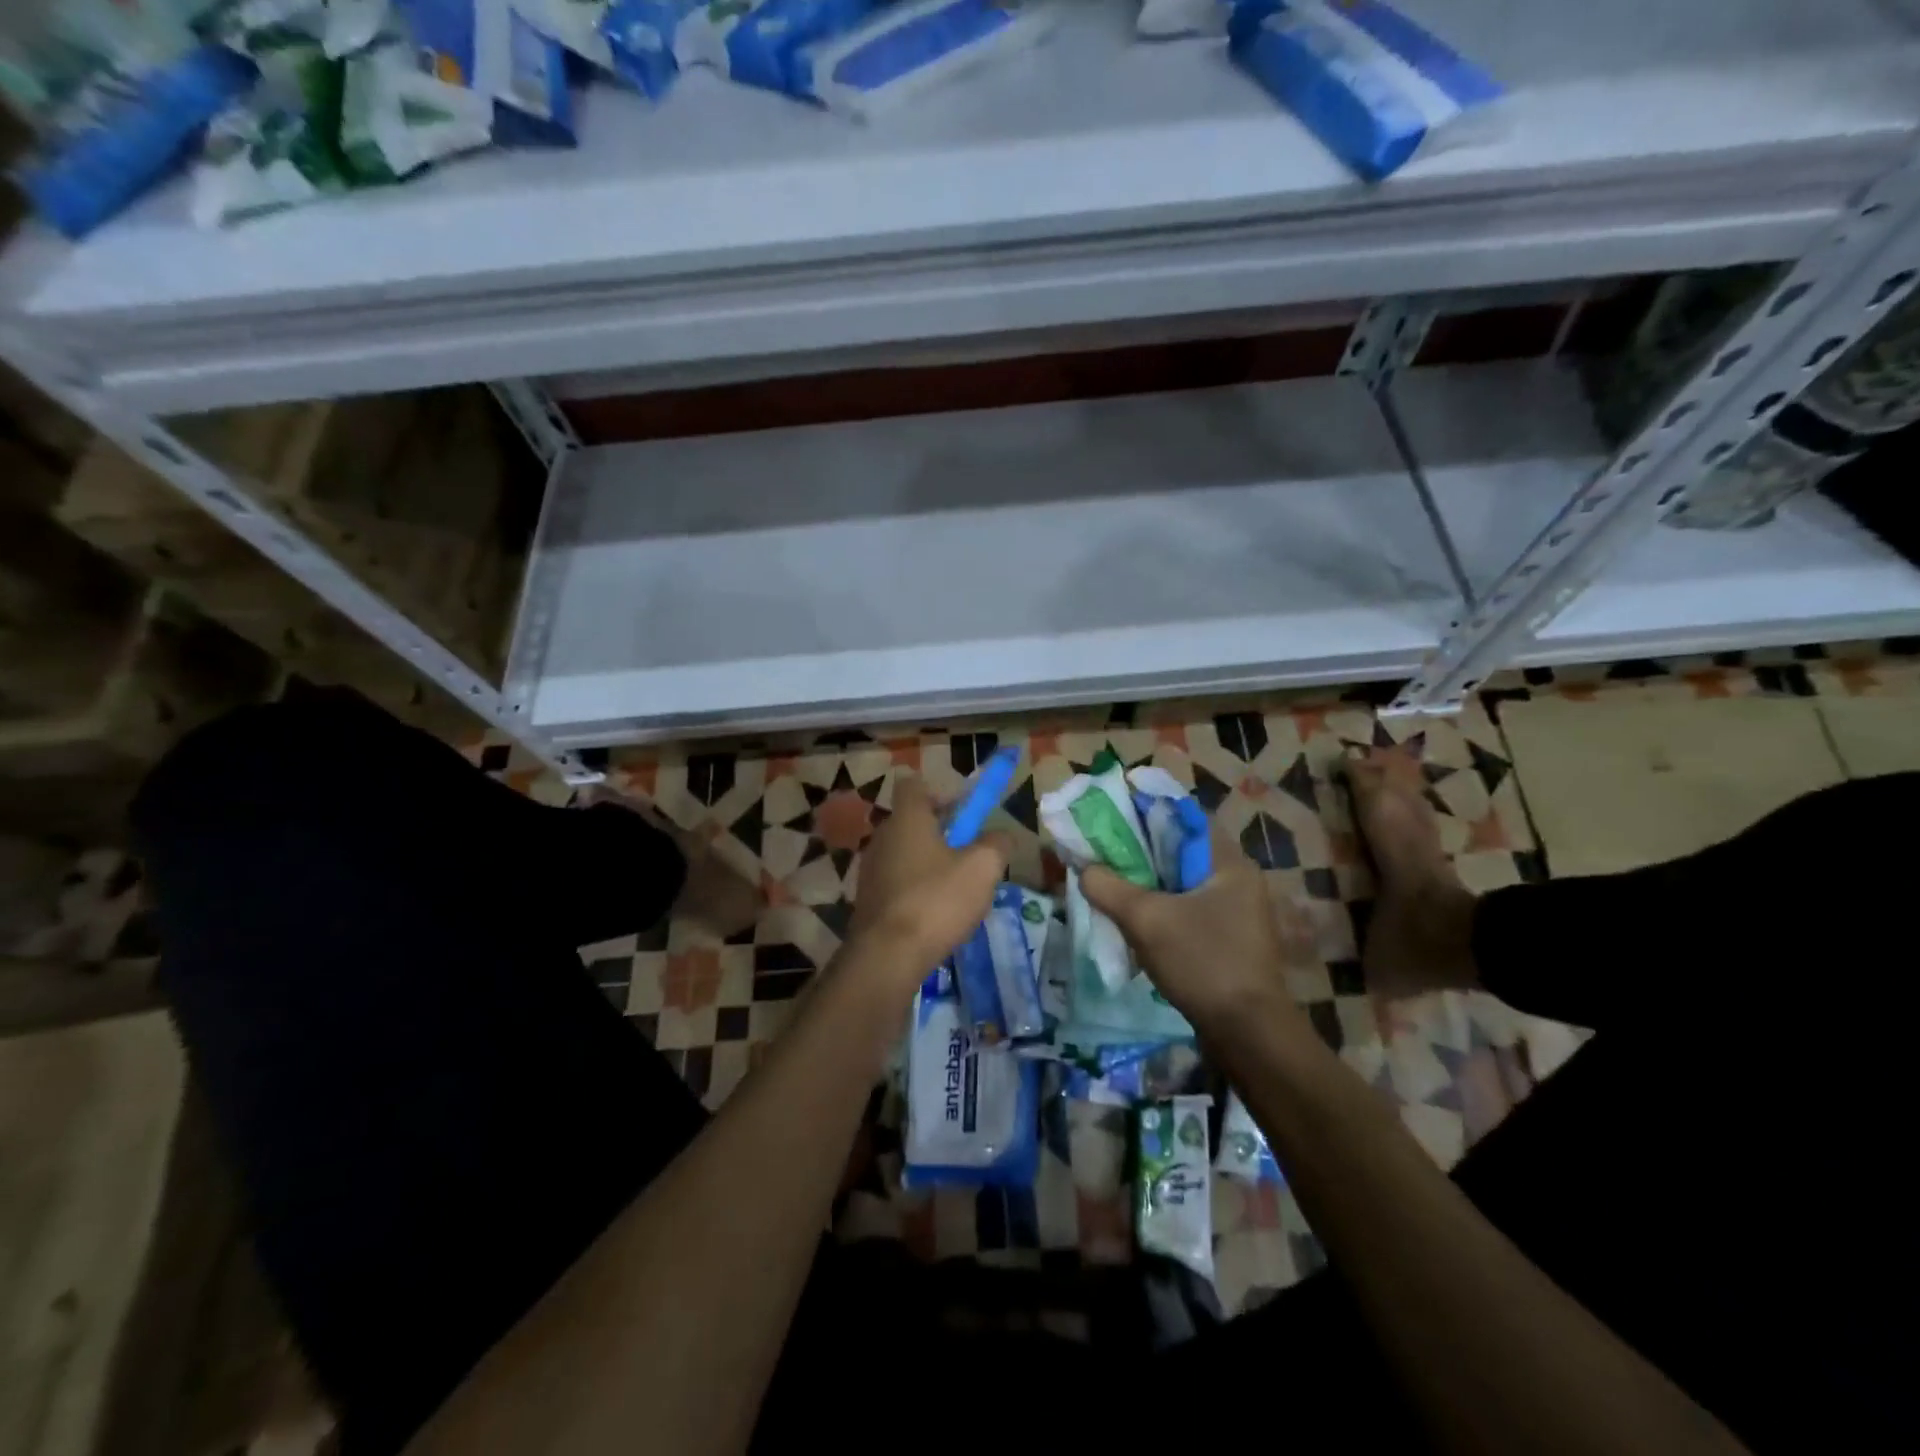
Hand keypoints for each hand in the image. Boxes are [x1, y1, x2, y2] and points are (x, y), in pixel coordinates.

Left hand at [844, 776, 1008, 997]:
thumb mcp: (983, 869)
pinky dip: (916, 890)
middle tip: (969, 855)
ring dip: (930, 865)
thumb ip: (997, 845)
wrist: (887, 956)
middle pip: (913, 822)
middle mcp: (882, 837)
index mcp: (907, 819)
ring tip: (957, 892)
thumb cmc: (936, 901)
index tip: (964, 814)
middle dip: (942, 833)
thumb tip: (1002, 836)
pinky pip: (897, 883)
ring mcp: (870, 870)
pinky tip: (935, 916)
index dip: (941, 793)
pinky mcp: (867, 900)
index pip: (914, 785)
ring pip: (906, 854)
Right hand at [1081, 820, 1311, 1037]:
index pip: (1182, 820)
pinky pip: (1188, 913)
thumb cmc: (1203, 962)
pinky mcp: (1231, 942)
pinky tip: (1136, 927)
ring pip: (1181, 886)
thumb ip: (1109, 887)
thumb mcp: (1146, 920)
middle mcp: (1238, 881)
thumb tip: (1085, 870)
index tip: (1110, 825)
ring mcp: (1238, 914)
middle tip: (1103, 860)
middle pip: (1178, 854)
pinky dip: (1162, 914)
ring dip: (1148, 889)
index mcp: (1229, 862)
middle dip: (1139, 858)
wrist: (1249, 1035)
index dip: (1143, 817)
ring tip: (1112, 892)